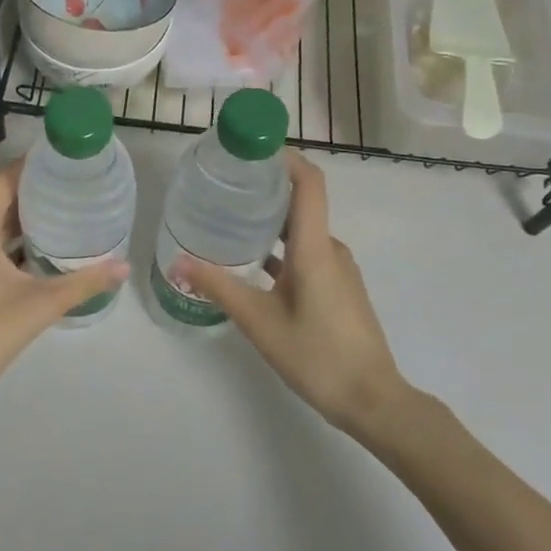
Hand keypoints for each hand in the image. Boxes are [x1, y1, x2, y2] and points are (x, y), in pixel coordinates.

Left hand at [0, 160, 128, 399]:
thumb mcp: (42, 304)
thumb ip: (84, 282)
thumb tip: (124, 266)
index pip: (2, 181)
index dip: (29, 166)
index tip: (60, 159)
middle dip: (32, 190)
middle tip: (69, 184)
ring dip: (22, 216)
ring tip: (61, 210)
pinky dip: (12, 239)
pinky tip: (41, 248)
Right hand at [180, 153, 413, 438]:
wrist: (373, 401)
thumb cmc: (317, 356)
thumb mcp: (259, 322)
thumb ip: (218, 287)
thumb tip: (176, 261)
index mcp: (315, 247)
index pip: (309, 183)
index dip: (284, 158)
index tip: (250, 149)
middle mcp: (330, 249)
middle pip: (301, 202)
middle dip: (265, 189)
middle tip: (224, 185)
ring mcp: (337, 269)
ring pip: (301, 231)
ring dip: (270, 221)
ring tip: (230, 221)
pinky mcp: (337, 287)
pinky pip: (306, 253)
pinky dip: (280, 248)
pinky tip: (252, 264)